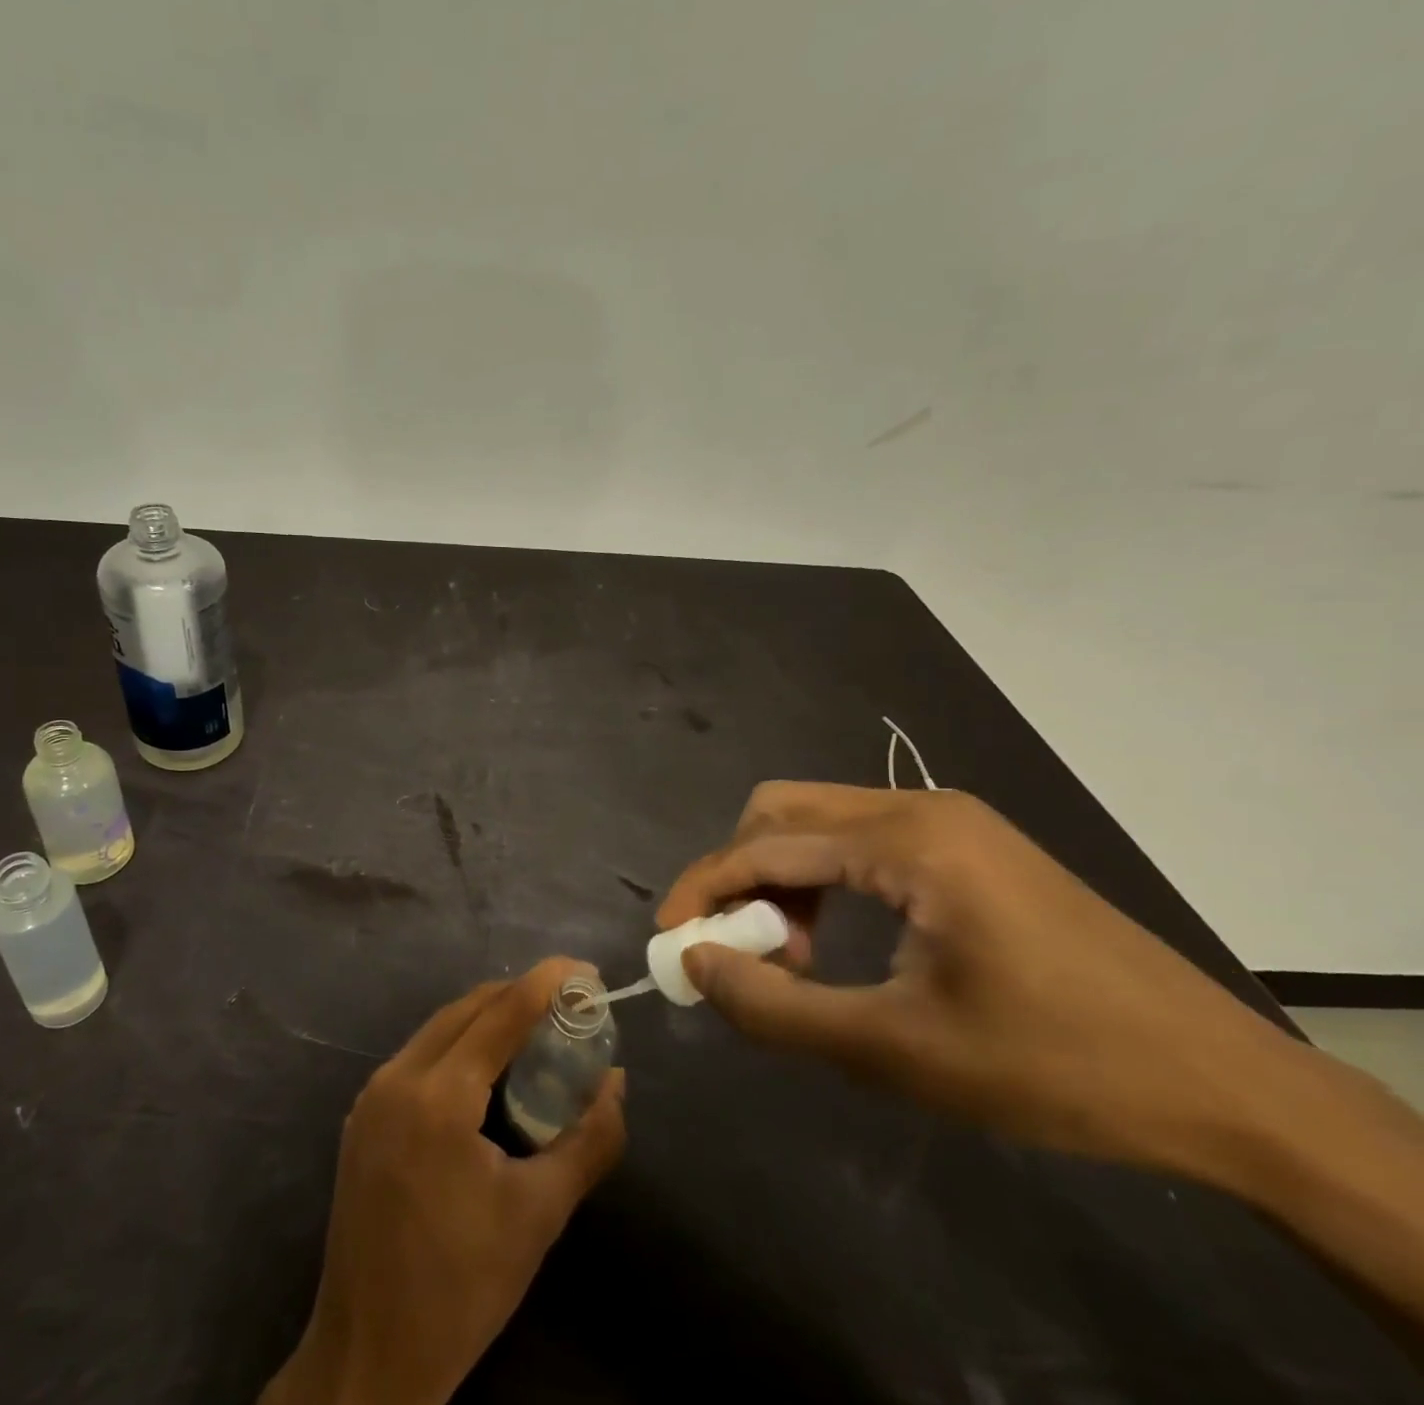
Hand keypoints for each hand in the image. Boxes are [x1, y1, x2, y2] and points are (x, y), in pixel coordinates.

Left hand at [262, 959, 625, 1404]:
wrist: (370, 1355)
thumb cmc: (463, 1287)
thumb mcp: (539, 1213)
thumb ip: (588, 1139)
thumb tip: (616, 1081)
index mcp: (437, 1098)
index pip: (500, 1013)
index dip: (546, 983)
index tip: (584, 968)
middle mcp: (397, 1078)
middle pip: (467, 1009)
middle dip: (519, 996)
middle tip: (567, 1003)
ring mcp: (372, 1095)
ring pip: (439, 1028)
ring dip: (488, 1019)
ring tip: (536, 1030)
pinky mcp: (363, 1115)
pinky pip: (419, 1056)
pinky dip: (460, 1046)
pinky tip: (488, 1070)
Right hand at [657, 782, 1305, 1178]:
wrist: (1223, 1086)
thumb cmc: (1054, 1067)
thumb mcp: (895, 1052)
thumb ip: (775, 1007)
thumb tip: (695, 963)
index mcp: (907, 839)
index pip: (765, 845)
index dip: (704, 888)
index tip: (671, 940)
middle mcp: (921, 806)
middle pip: (783, 811)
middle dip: (740, 875)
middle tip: (743, 948)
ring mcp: (950, 821)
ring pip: (819, 821)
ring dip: (783, 879)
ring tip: (796, 955)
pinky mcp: (968, 845)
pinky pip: (861, 840)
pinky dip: (825, 880)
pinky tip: (839, 937)